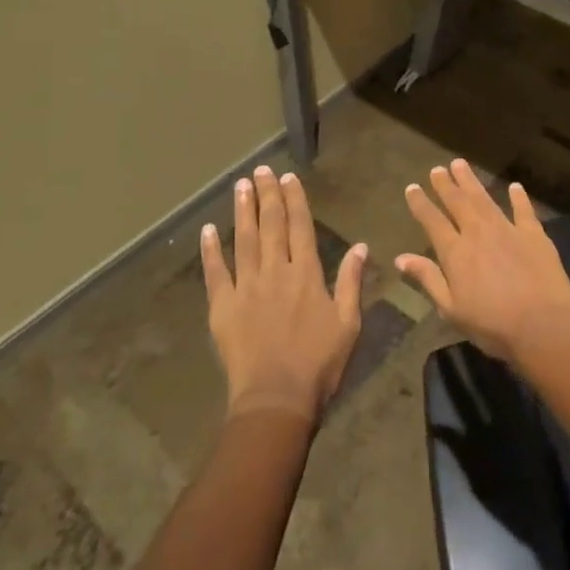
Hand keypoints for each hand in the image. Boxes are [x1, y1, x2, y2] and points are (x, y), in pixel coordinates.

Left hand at [201, 165, 367, 422]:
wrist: (276, 399)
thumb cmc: (319, 363)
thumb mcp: (348, 323)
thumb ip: (351, 282)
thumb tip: (361, 246)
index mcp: (306, 274)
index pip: (300, 227)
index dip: (295, 200)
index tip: (288, 178)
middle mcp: (275, 271)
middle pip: (271, 225)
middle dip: (267, 196)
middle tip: (261, 170)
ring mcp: (246, 287)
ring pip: (244, 240)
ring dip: (242, 211)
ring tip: (240, 186)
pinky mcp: (223, 306)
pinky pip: (215, 273)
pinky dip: (210, 250)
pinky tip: (207, 230)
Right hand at [396, 159, 569, 363]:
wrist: (543, 326)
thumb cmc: (492, 325)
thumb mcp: (451, 309)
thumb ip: (428, 279)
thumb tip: (400, 257)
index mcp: (455, 252)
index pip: (433, 221)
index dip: (421, 204)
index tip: (412, 187)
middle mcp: (478, 233)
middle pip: (458, 202)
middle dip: (445, 185)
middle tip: (437, 169)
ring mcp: (508, 229)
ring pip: (485, 199)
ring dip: (471, 181)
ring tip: (461, 164)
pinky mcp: (534, 234)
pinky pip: (524, 210)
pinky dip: (519, 197)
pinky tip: (515, 186)